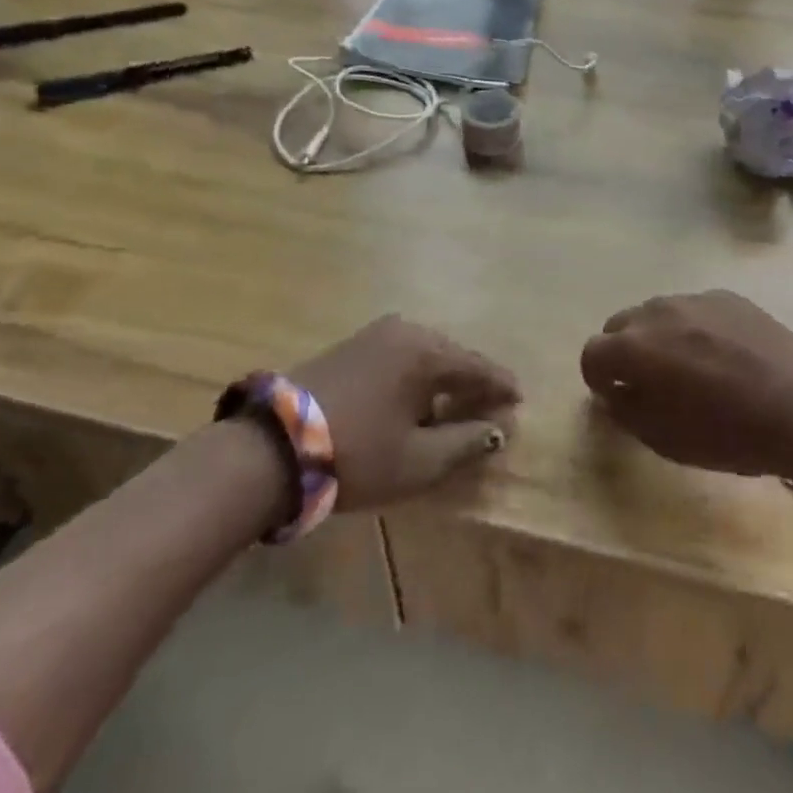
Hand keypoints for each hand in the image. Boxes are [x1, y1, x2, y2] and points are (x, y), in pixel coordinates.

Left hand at [293, 315, 519, 511]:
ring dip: (442, 380)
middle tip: (489, 407)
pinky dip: (416, 377)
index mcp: (427, 352)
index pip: (478, 367)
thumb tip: (498, 430)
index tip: (519, 400)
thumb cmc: (357, 454)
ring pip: (424, 356)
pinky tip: (415, 399)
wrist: (273, 447)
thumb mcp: (418, 460)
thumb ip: (465, 443)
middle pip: (452, 357)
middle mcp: (405, 331)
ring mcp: (374, 334)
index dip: (501, 386)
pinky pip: (400, 357)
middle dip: (472, 382)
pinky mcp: (351, 345)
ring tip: (455, 406)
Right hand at [581, 291, 792, 503]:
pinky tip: (721, 354)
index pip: (592, 353)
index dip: (598, 378)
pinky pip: (693, 308)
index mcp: (634, 348)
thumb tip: (613, 391)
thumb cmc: (728, 434)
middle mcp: (656, 312)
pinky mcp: (728, 296)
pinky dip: (693, 327)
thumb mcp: (664, 439)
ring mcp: (694, 298)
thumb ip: (625, 410)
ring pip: (656, 313)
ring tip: (688, 366)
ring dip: (658, 336)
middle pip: (620, 325)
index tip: (616, 397)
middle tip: (649, 382)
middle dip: (624, 352)